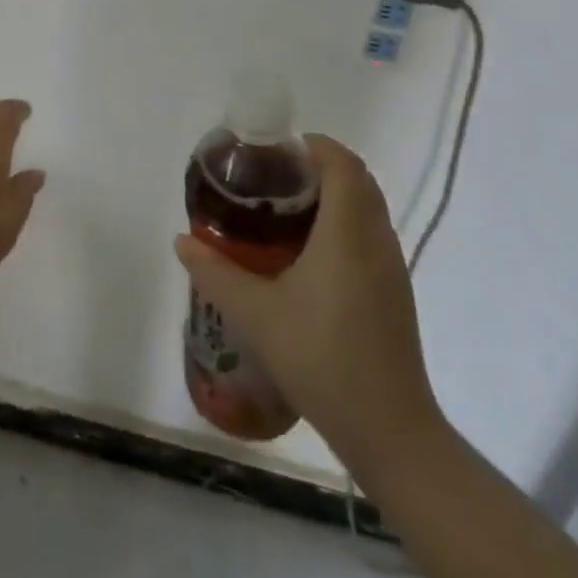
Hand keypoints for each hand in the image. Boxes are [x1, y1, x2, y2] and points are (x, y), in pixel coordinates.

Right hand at [175, 135, 444, 487]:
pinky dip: (343, 224)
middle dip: (317, 166)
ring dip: (332, 195)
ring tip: (283, 211)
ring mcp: (391, 267)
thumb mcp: (257, 314)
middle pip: (357, 179)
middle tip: (271, 179)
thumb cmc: (322, 360)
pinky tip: (307, 255)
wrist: (390, 432)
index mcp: (348, 232)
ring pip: (367, 207)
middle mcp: (376, 240)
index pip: (341, 163)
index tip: (273, 151)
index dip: (311, 146)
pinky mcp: (395, 292)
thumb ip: (216, 271)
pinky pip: (370, 235)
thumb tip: (183, 240)